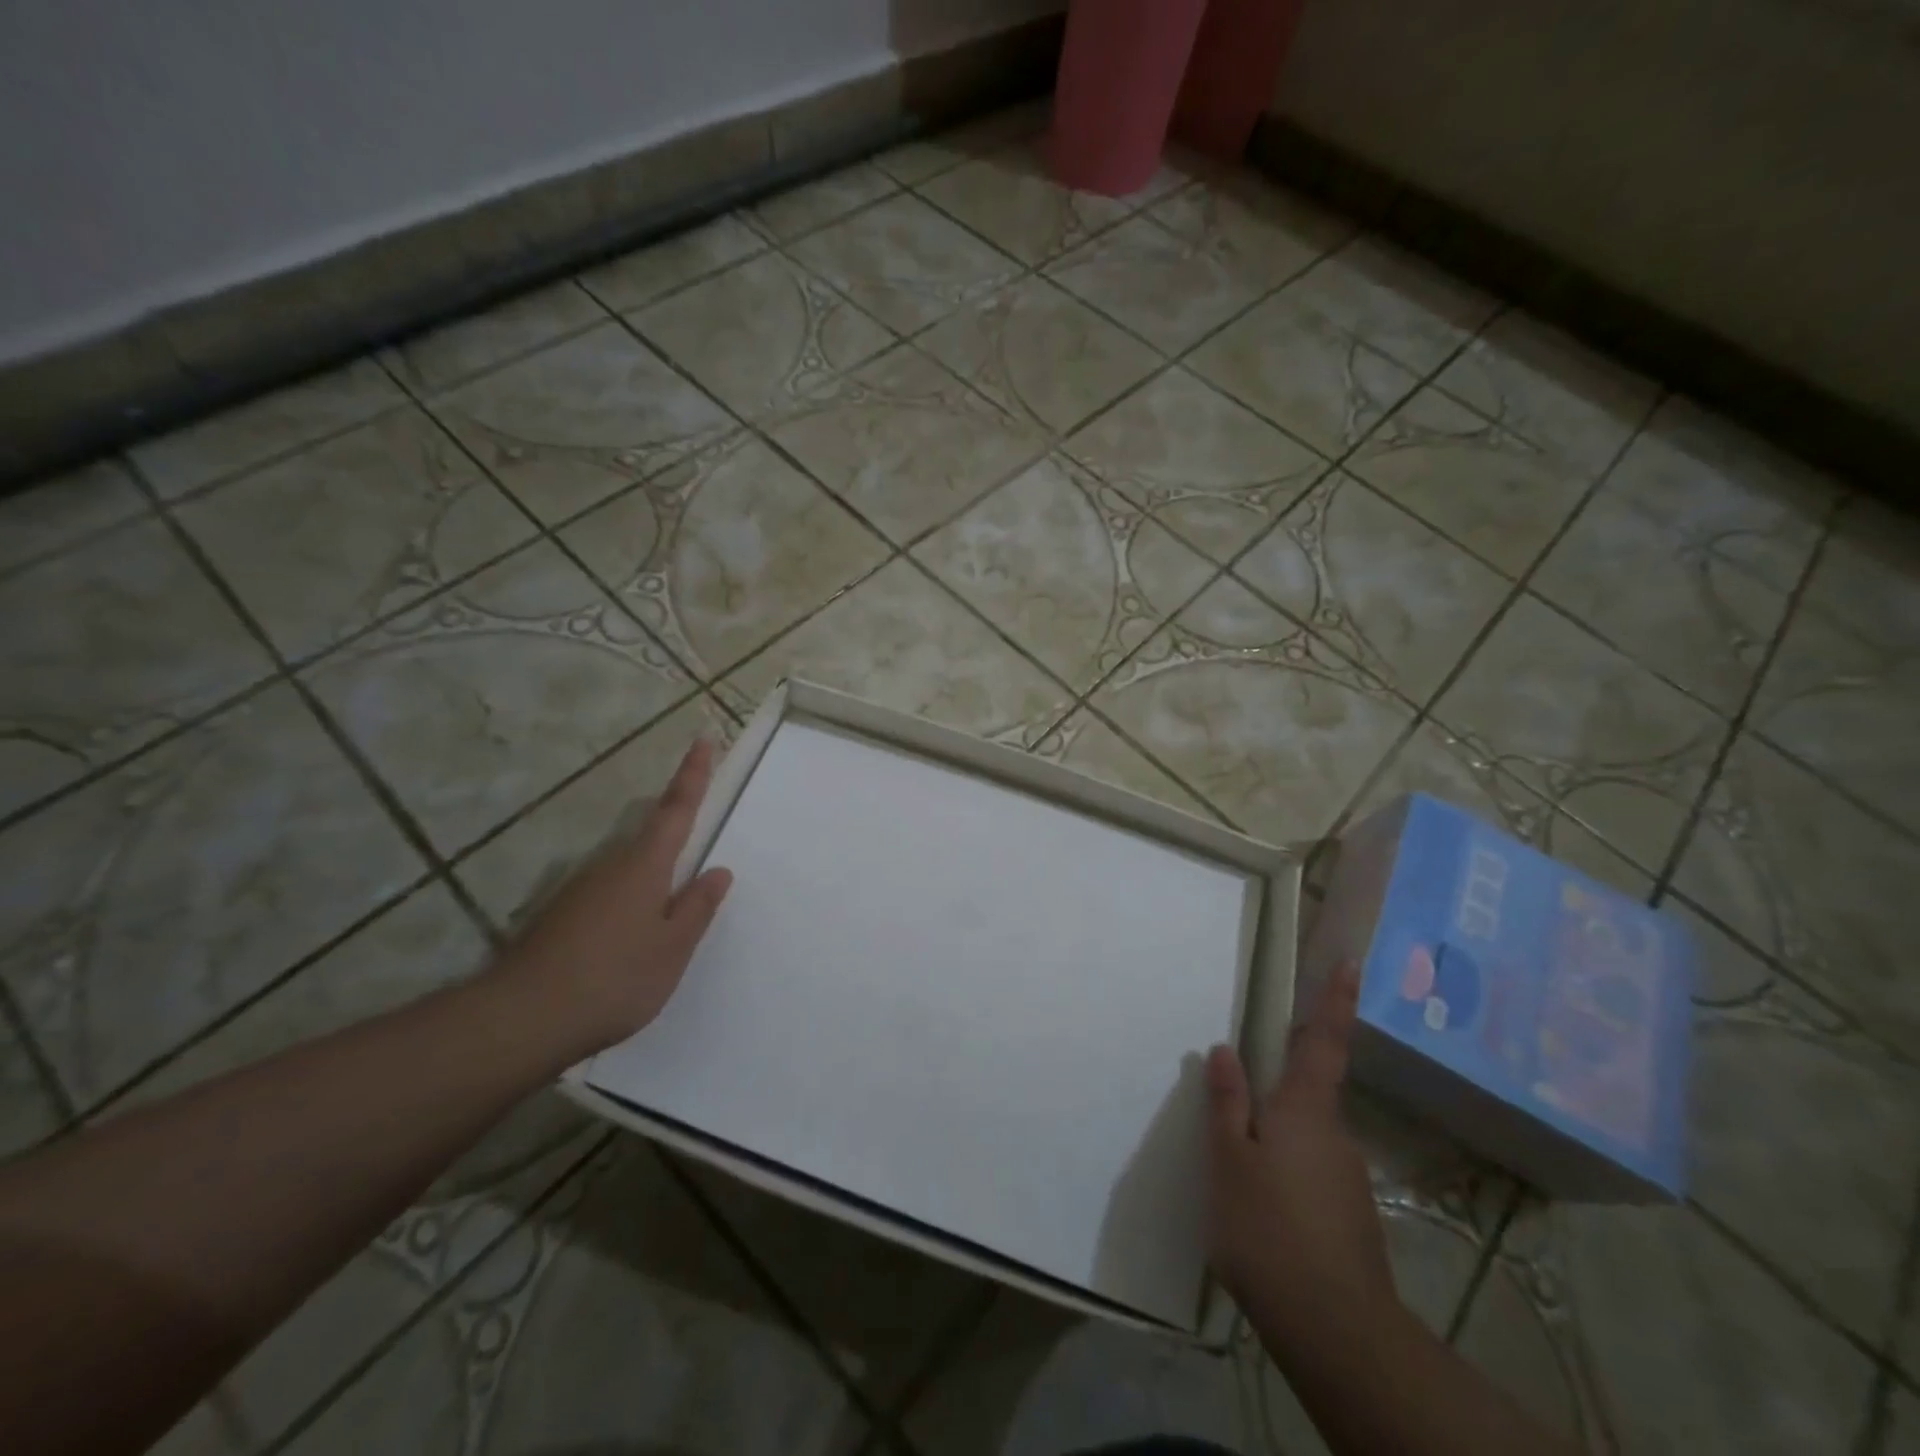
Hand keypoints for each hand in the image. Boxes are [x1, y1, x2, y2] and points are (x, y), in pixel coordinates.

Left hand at [489, 739, 733, 1059]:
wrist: (520, 1019)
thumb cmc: (614, 979)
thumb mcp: (672, 948)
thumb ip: (698, 908)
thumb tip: (718, 871)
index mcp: (645, 867)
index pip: (676, 809)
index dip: (693, 774)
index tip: (704, 739)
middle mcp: (610, 867)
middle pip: (651, 839)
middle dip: (674, 835)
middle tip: (696, 859)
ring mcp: (580, 890)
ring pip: (629, 872)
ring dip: (651, 882)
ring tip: (665, 926)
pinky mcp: (562, 916)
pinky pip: (609, 897)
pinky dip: (629, 906)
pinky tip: (628, 946)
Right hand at [1204, 962, 1397, 1352]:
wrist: (1336, 1332)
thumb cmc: (1268, 1230)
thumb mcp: (1229, 1160)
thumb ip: (1227, 1103)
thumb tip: (1226, 1050)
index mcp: (1305, 1110)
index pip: (1324, 1041)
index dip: (1336, 1000)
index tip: (1352, 962)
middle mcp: (1335, 1134)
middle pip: (1305, 1094)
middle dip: (1274, 1096)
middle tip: (1235, 1122)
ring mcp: (1347, 1177)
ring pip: (1304, 1141)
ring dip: (1275, 1145)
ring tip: (1239, 1184)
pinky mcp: (1350, 1217)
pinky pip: (1310, 1177)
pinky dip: (1285, 1181)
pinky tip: (1262, 1218)